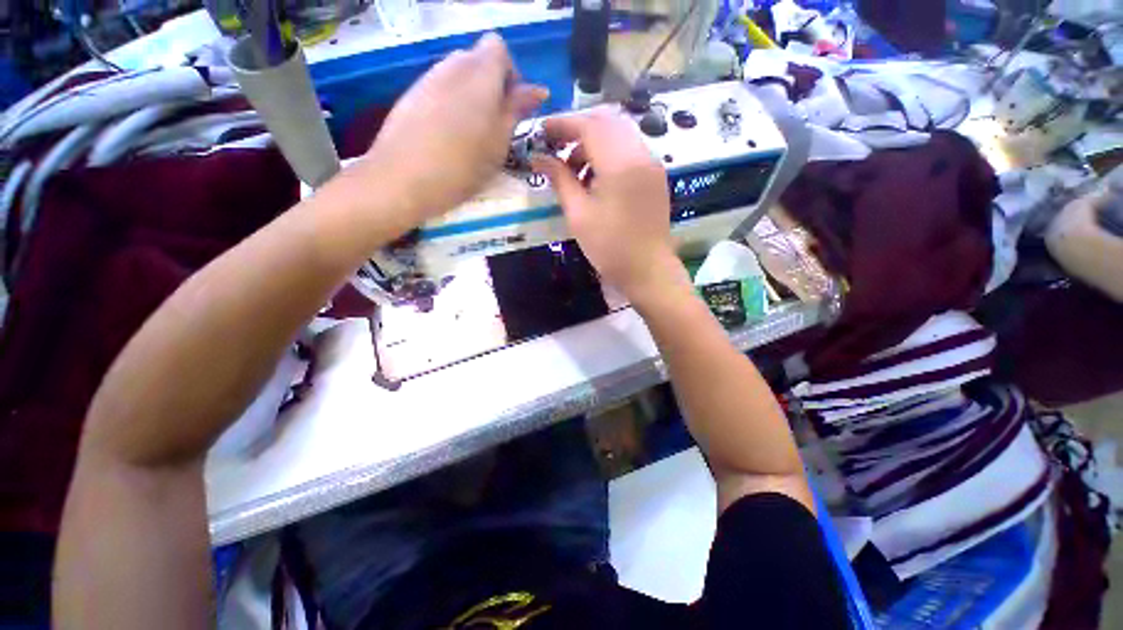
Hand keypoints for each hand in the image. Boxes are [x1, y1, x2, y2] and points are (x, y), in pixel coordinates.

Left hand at [361, 33, 547, 221]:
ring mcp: (426, 79)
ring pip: (456, 76)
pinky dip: (449, 105)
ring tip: (470, 136)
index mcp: (479, 74)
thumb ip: (516, 111)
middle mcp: (451, 67)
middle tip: (494, 126)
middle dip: (490, 86)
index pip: (499, 48)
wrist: (402, 181)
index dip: (509, 74)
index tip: (512, 108)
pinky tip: (446, 137)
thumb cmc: (462, 167)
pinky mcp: (409, 96)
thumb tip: (537, 90)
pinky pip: (438, 90)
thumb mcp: (499, 143)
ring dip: (470, 97)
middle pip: (477, 59)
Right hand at [531, 108, 688, 305]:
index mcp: (620, 163)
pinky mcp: (655, 176)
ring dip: (594, 142)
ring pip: (619, 135)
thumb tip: (538, 158)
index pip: (589, 125)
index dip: (562, 124)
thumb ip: (559, 180)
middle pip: (606, 122)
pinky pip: (629, 150)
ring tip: (573, 169)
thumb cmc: (609, 247)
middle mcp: (641, 154)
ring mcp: (652, 164)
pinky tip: (595, 177)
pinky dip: (609, 154)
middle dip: (578, 129)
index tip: (541, 131)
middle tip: (555, 147)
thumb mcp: (578, 214)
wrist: (648, 271)